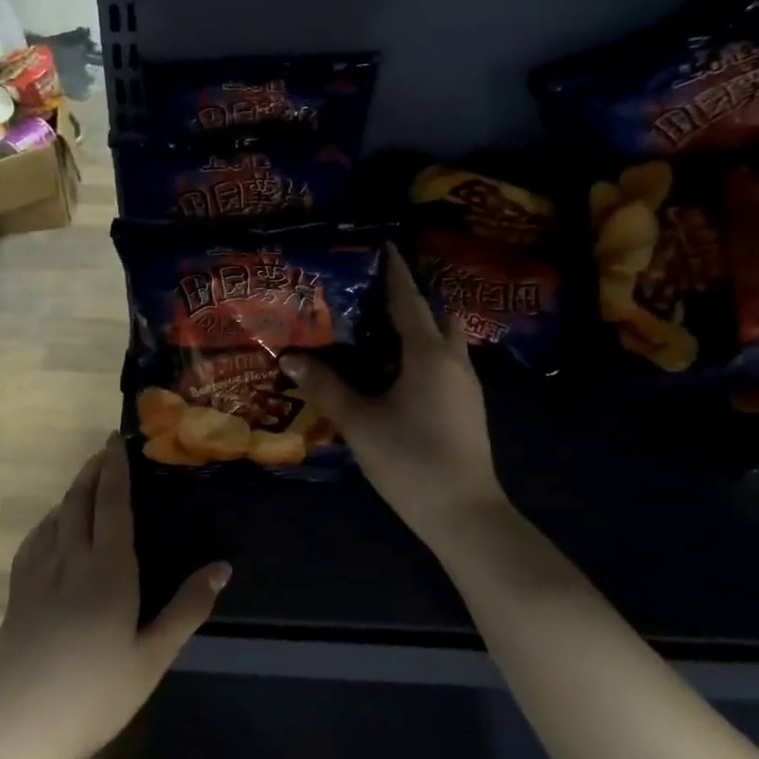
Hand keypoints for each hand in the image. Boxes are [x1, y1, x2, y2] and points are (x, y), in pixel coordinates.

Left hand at [0, 436, 229, 758]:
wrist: (21, 728)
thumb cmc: (96, 695)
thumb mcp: (152, 657)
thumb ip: (187, 608)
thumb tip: (222, 567)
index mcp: (107, 570)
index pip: (111, 504)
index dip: (114, 469)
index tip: (117, 441)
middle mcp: (69, 560)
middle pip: (79, 501)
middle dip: (92, 470)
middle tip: (105, 450)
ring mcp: (37, 574)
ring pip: (54, 517)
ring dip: (71, 491)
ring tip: (86, 480)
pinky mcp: (16, 592)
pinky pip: (34, 540)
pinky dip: (49, 520)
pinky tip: (53, 525)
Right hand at [283, 247, 504, 547]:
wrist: (463, 512)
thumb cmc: (410, 460)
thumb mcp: (360, 422)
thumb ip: (326, 387)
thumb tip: (291, 357)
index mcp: (428, 355)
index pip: (409, 301)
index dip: (396, 273)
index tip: (386, 246)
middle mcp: (453, 361)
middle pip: (436, 316)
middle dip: (411, 299)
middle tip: (375, 294)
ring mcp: (465, 385)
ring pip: (444, 341)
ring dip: (419, 328)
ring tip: (379, 329)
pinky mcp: (467, 406)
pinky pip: (445, 363)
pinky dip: (423, 353)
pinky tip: (395, 370)